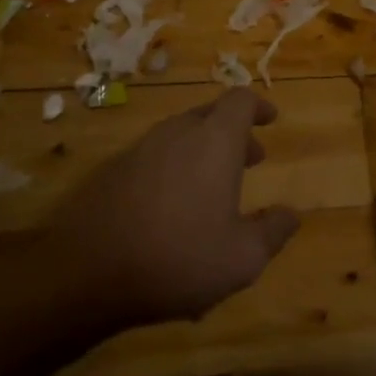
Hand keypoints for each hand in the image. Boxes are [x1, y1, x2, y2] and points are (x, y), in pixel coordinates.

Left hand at [60, 89, 301, 331]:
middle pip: (209, 115)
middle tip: (251, 161)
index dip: (258, 107)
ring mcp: (138, 151)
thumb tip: (291, 215)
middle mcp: (176, 134)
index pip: (240, 101)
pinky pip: (153, 160)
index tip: (271, 120)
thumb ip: (273, 231)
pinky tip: (171, 212)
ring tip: (213, 190)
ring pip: (179, 137)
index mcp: (214, 141)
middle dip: (234, 134)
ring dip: (202, 153)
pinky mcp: (110, 173)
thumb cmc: (178, 257)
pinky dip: (173, 171)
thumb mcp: (243, 257)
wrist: (84, 274)